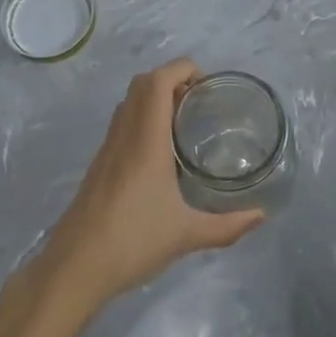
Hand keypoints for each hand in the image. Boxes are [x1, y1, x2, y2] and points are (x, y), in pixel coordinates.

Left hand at [44, 59, 265, 306]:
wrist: (74, 267)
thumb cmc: (133, 242)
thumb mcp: (187, 235)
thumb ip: (227, 226)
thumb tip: (260, 216)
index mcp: (146, 140)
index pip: (158, 82)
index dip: (182, 69)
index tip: (207, 85)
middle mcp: (124, 135)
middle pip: (142, 84)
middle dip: (171, 79)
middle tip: (198, 102)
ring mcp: (107, 149)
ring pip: (128, 102)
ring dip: (154, 98)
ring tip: (183, 122)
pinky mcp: (99, 165)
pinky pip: (121, 124)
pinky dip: (142, 119)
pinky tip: (160, 153)